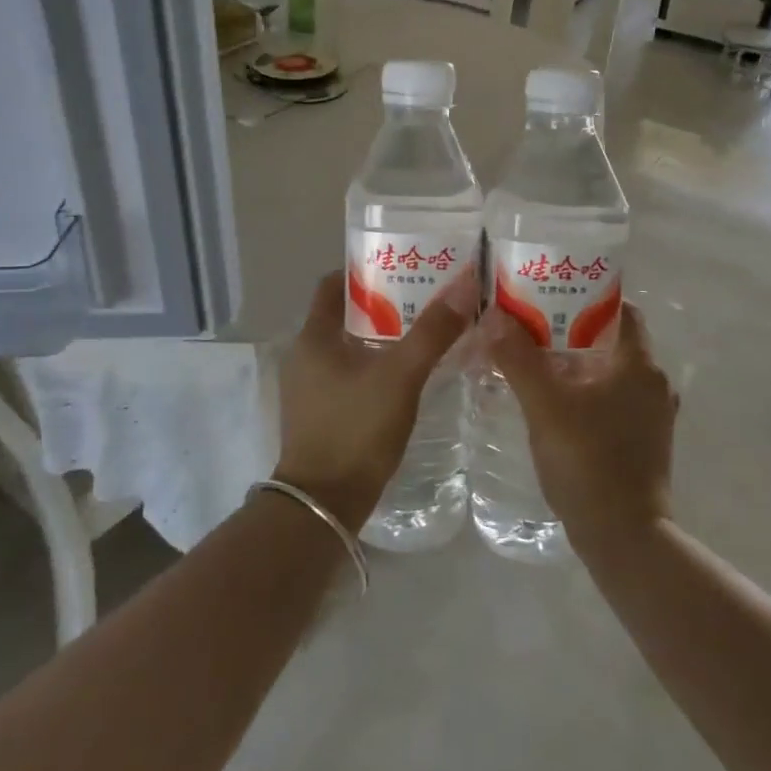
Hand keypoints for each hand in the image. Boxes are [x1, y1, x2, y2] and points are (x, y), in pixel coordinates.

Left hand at [273, 268, 476, 529]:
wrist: (325, 505)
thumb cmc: (356, 429)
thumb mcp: (400, 376)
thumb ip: (433, 331)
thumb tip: (465, 283)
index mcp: (313, 336)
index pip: (334, 284)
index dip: (366, 270)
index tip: (403, 265)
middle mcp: (306, 356)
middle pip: (346, 314)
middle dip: (384, 303)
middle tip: (427, 295)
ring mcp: (311, 387)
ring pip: (351, 346)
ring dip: (384, 336)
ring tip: (427, 329)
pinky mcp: (323, 413)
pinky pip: (352, 374)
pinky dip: (378, 365)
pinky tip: (410, 372)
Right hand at [481, 301, 676, 555]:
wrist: (624, 537)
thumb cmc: (588, 462)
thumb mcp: (545, 406)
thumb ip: (519, 358)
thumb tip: (495, 314)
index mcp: (640, 364)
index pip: (620, 309)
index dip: (587, 296)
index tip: (550, 294)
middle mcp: (654, 383)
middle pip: (612, 340)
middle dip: (572, 330)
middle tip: (530, 326)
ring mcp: (653, 415)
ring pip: (611, 372)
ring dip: (577, 363)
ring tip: (534, 360)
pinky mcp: (644, 440)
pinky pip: (613, 400)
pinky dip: (586, 392)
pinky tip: (553, 401)